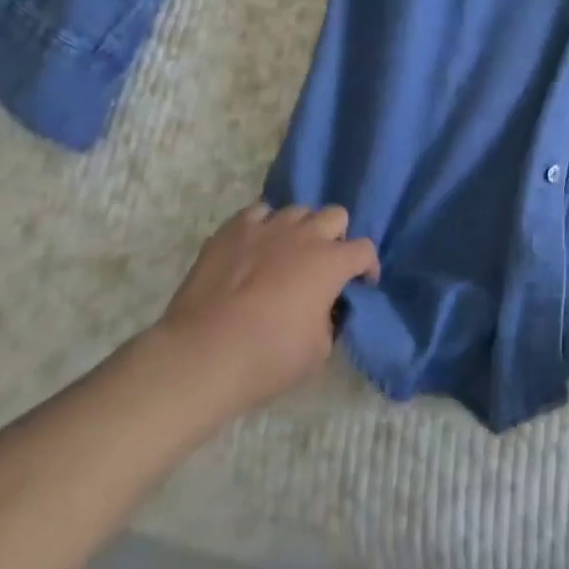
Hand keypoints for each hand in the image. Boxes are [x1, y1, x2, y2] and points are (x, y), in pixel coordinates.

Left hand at [146, 203, 378, 426]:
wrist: (201, 355)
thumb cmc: (266, 358)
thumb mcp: (317, 353)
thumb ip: (330, 322)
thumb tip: (325, 310)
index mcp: (331, 262)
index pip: (364, 250)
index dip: (367, 267)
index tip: (360, 285)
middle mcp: (306, 234)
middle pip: (335, 215)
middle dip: (335, 237)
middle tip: (321, 264)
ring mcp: (268, 226)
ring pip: (297, 210)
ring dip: (299, 230)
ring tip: (285, 254)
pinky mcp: (233, 229)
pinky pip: (257, 213)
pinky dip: (262, 227)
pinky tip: (253, 248)